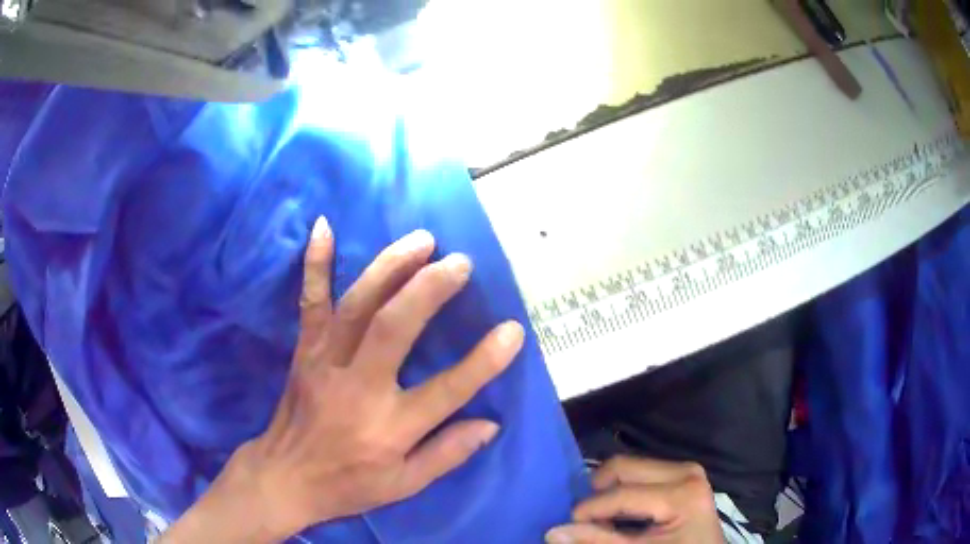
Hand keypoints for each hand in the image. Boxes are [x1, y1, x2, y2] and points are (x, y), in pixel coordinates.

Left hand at [162, 217, 523, 542]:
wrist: (285, 477)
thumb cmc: (348, 484)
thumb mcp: (404, 485)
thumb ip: (447, 454)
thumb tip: (490, 423)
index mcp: (389, 428)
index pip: (447, 391)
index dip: (484, 360)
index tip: (513, 329)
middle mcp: (358, 389)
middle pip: (395, 329)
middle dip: (430, 290)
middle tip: (459, 262)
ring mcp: (325, 363)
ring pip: (357, 306)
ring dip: (389, 267)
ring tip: (421, 241)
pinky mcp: (304, 351)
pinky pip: (310, 301)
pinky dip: (316, 264)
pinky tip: (324, 226)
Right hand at [545, 456, 723, 543]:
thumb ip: (599, 541)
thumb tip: (554, 532)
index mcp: (682, 493)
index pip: (623, 494)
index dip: (589, 510)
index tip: (566, 526)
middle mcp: (687, 472)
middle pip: (624, 468)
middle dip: (598, 494)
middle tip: (587, 521)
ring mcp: (687, 470)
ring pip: (630, 467)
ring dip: (609, 491)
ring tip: (603, 519)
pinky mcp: (684, 474)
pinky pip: (642, 473)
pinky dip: (623, 490)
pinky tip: (619, 513)